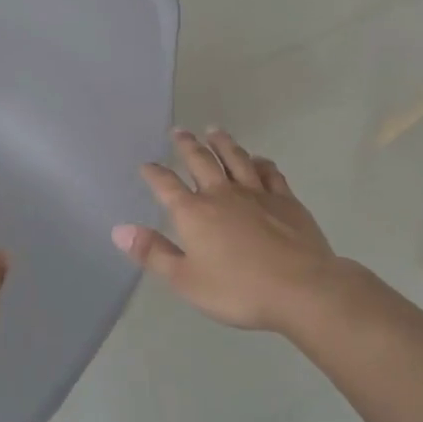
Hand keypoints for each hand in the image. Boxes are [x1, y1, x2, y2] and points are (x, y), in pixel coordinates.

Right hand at [113, 128, 366, 332]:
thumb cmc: (238, 290)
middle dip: (187, 145)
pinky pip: (270, 173)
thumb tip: (120, 230)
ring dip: (222, 143)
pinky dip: (260, 163)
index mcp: (193, 213)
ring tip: (214, 131)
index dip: (154, 173)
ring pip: (235, 159)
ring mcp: (256, 194)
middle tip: (180, 131)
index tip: (147, 165)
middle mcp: (221, 194)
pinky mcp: (286, 200)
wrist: (302, 289)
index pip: (166, 185)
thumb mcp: (186, 280)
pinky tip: (258, 160)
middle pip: (200, 161)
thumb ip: (153, 253)